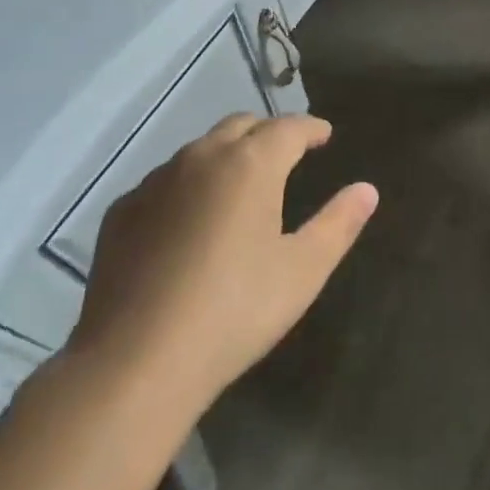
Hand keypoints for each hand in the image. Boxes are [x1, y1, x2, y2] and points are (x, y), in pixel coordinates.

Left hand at [63, 113, 378, 411]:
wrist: (134, 363)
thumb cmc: (234, 311)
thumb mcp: (302, 271)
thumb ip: (338, 223)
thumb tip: (367, 189)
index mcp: (250, 164)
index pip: (289, 127)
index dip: (311, 128)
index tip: (324, 135)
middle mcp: (202, 157)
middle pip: (241, 125)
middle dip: (267, 133)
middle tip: (285, 155)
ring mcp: (155, 182)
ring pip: (199, 150)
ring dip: (225, 156)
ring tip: (238, 187)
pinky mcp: (121, 212)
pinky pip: (164, 183)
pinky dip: (186, 187)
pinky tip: (188, 223)